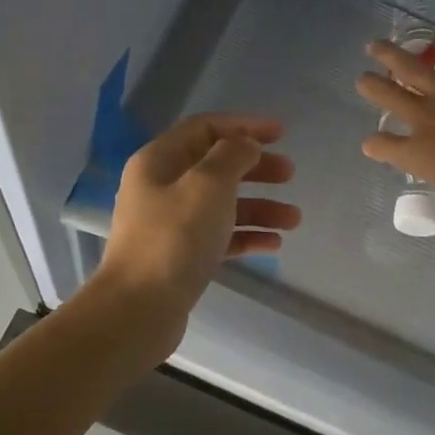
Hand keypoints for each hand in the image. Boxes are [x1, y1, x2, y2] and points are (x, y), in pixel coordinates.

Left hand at [87, 114, 299, 363]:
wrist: (140, 308)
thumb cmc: (175, 238)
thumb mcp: (208, 185)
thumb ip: (232, 155)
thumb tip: (245, 146)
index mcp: (159, 161)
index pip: (204, 128)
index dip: (244, 126)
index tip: (282, 133)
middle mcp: (161, 188)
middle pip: (215, 167)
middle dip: (255, 168)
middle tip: (290, 174)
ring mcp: (170, 225)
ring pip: (222, 205)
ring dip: (259, 207)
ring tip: (294, 219)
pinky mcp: (180, 258)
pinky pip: (219, 237)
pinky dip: (247, 237)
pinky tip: (274, 244)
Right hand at [355, 33, 434, 229]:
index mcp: (420, 156)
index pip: (382, 146)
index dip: (375, 144)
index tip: (373, 143)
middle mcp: (426, 119)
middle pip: (388, 96)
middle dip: (372, 86)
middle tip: (363, 78)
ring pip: (410, 66)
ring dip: (390, 55)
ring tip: (376, 45)